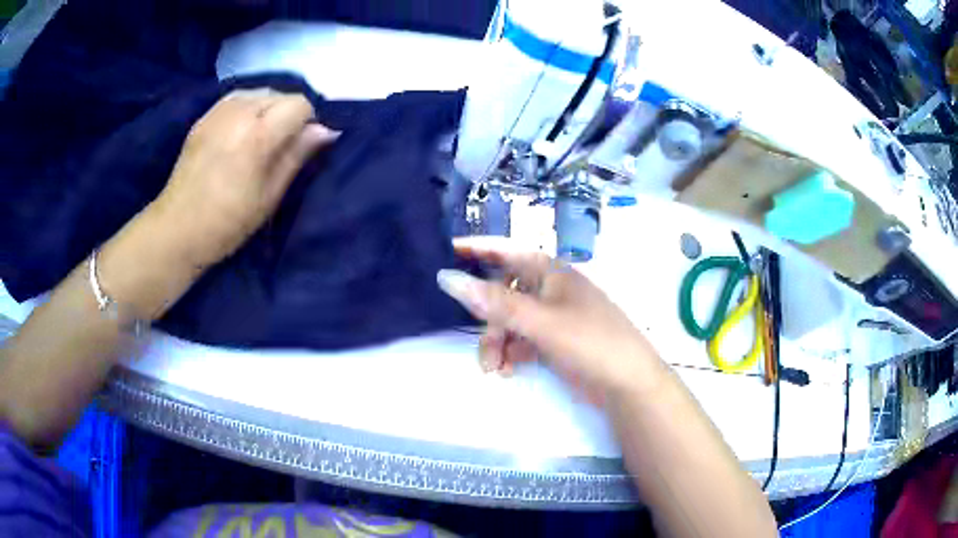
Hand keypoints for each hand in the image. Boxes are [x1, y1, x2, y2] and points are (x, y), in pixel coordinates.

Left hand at [150, 89, 338, 267]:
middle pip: (280, 94)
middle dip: (288, 114)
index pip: (299, 104)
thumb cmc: (227, 222)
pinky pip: (236, 98)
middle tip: (279, 145)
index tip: (301, 145)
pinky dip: (248, 107)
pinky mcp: (204, 117)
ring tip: (259, 136)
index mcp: (258, 134)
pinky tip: (241, 130)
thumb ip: (297, 156)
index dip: (307, 122)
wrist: (177, 229)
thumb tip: (326, 131)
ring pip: (259, 93)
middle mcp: (239, 112)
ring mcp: (218, 112)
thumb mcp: (270, 196)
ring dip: (268, 108)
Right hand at [437, 237, 664, 402]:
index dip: (475, 249)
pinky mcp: (553, 340)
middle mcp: (549, 289)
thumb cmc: (590, 341)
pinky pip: (520, 339)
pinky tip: (509, 370)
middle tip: (483, 347)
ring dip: (497, 343)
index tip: (443, 252)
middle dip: (488, 321)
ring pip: (508, 321)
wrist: (627, 384)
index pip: (505, 251)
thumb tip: (447, 277)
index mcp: (550, 272)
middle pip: (502, 293)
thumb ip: (495, 302)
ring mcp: (551, 316)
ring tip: (495, 369)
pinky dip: (511, 353)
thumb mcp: (541, 321)